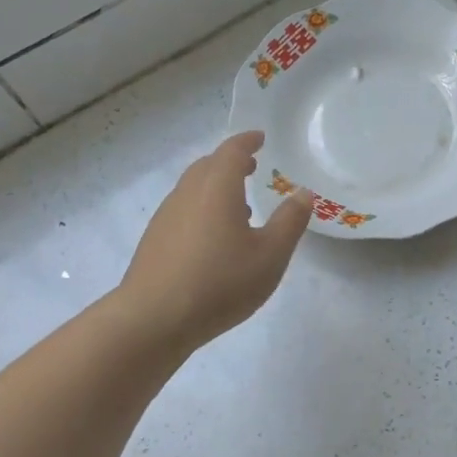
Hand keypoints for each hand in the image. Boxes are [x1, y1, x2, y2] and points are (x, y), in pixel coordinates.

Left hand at [119, 131, 313, 349]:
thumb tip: (303, 192)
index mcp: (217, 188)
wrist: (153, 319)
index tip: (260, 138)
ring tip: (240, 206)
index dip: (247, 141)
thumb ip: (290, 221)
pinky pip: (184, 210)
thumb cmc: (220, 283)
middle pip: (208, 165)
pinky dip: (203, 208)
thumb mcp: (270, 255)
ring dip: (216, 187)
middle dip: (230, 161)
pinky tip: (215, 239)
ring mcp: (166, 217)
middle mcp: (188, 193)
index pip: (232, 150)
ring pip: (193, 188)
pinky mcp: (155, 240)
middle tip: (252, 167)